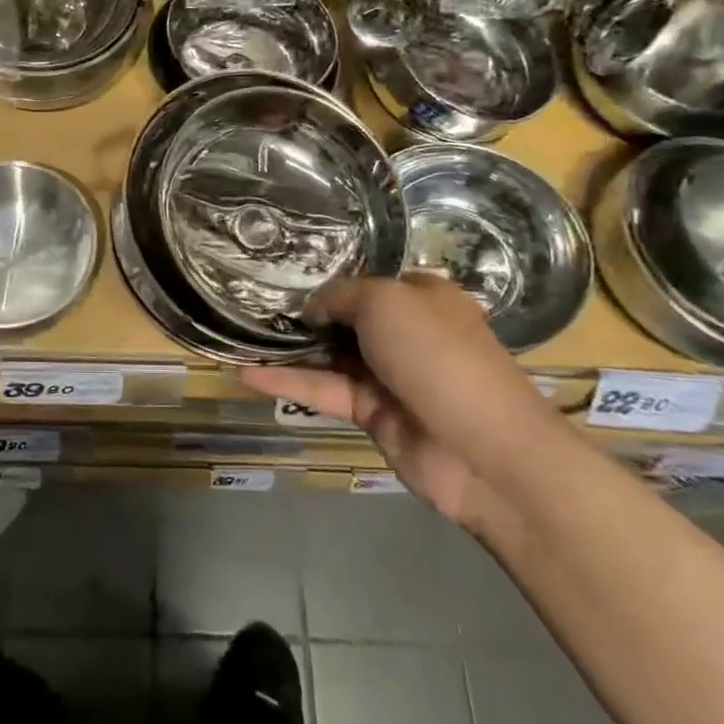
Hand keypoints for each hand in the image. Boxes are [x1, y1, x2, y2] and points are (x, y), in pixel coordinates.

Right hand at [243, 274, 558, 532]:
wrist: (484, 450)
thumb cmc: (439, 356)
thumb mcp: (386, 301)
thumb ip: (341, 295)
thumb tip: (311, 307)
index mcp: (421, 297)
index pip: (367, 280)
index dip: (327, 277)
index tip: (282, 273)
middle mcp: (404, 332)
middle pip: (345, 317)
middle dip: (303, 311)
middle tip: (251, 300)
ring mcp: (387, 374)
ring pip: (328, 354)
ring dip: (288, 347)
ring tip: (240, 333)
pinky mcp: (370, 412)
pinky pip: (323, 389)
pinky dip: (287, 382)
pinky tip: (245, 373)